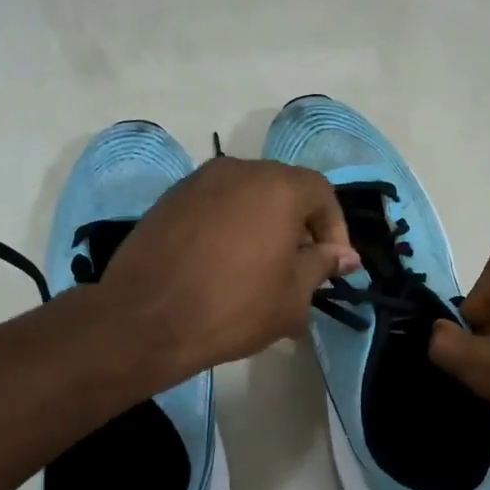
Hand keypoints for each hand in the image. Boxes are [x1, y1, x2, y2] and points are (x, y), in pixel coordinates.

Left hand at [97, 157, 359, 378]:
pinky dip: (230, 228)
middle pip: (283, 190)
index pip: (321, 193)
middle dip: (299, 227)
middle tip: (299, 268)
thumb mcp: (293, 296)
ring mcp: (198, 182)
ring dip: (263, 226)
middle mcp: (239, 170)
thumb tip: (344, 255)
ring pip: (247, 197)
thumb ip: (322, 266)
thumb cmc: (234, 307)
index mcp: (277, 186)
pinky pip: (216, 207)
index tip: (333, 266)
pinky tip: (223, 266)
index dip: (335, 229)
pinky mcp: (169, 200)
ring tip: (261, 269)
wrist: (146, 319)